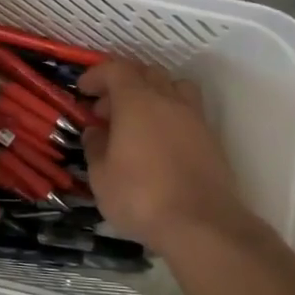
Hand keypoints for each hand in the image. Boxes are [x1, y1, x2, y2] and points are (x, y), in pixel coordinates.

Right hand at [78, 59, 251, 249]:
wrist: (202, 225)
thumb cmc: (141, 197)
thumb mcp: (101, 176)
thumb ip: (95, 147)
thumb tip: (96, 132)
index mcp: (137, 101)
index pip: (116, 69)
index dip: (96, 75)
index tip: (83, 90)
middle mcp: (168, 100)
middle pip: (146, 72)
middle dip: (122, 84)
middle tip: (105, 110)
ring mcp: (194, 117)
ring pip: (173, 86)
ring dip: (152, 93)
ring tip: (137, 119)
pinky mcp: (211, 138)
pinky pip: (188, 110)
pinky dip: (170, 114)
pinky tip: (159, 141)